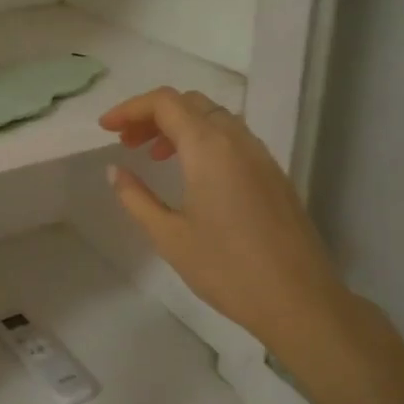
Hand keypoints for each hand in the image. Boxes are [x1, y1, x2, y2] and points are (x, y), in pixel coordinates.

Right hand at [99, 87, 344, 364]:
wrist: (298, 300)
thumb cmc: (226, 268)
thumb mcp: (169, 236)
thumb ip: (136, 197)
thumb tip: (115, 170)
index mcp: (209, 147)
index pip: (165, 102)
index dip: (130, 108)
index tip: (105, 128)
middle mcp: (237, 140)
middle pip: (191, 103)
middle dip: (153, 115)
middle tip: (127, 143)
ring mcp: (261, 156)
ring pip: (215, 119)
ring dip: (180, 127)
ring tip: (155, 157)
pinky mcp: (274, 175)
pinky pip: (233, 139)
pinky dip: (204, 141)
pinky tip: (192, 176)